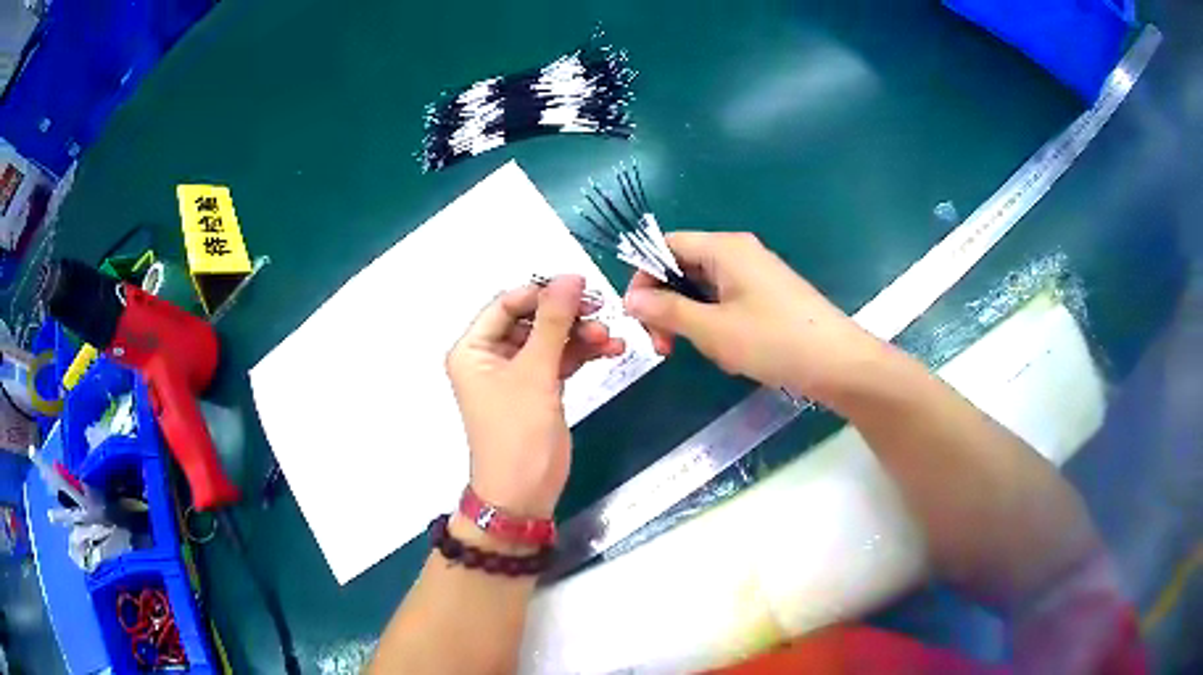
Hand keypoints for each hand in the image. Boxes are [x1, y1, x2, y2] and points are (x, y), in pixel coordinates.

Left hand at [446, 276, 624, 517]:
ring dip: (580, 335)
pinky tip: (610, 350)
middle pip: (531, 319)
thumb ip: (553, 322)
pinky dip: (582, 354)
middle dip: (567, 317)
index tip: (582, 286)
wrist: (523, 494)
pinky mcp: (537, 388)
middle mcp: (490, 355)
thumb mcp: (535, 373)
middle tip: (601, 313)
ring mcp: (515, 373)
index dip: (543, 292)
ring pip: (550, 339)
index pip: (507, 303)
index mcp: (473, 348)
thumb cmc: (518, 433)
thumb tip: (571, 278)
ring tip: (611, 338)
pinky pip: (559, 359)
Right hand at [624, 232, 886, 404]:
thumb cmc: (774, 341)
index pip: (665, 245)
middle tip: (662, 344)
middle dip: (665, 303)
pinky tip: (725, 351)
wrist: (838, 363)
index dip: (643, 276)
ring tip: (697, 350)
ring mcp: (755, 273)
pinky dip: (713, 323)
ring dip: (689, 318)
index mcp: (724, 247)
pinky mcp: (766, 295)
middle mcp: (738, 251)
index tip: (635, 316)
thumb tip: (631, 300)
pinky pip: (725, 300)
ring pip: (703, 287)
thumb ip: (667, 311)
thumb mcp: (713, 329)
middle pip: (683, 265)